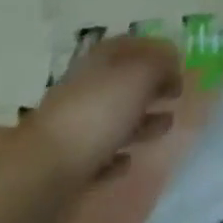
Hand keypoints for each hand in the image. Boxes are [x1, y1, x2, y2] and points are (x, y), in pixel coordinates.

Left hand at [25, 36, 182, 182]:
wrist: (41, 177)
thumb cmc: (97, 114)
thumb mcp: (140, 76)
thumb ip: (161, 64)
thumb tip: (173, 64)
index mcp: (100, 59)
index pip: (134, 44)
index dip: (159, 52)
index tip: (181, 65)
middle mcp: (86, 86)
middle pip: (124, 81)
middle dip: (152, 88)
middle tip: (177, 96)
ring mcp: (73, 127)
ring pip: (114, 117)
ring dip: (140, 121)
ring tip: (165, 127)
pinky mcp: (65, 166)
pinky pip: (98, 155)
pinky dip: (116, 155)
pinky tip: (129, 162)